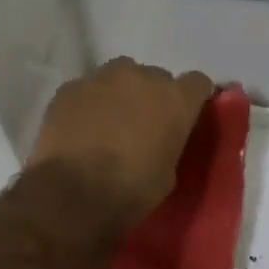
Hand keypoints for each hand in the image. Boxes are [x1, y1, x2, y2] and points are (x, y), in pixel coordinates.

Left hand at [26, 57, 212, 231]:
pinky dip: (87, 103)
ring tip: (107, 122)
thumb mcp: (167, 174)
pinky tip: (79, 128)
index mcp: (175, 99)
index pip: (197, 83)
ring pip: (118, 76)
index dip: (191, 97)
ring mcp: (102, 77)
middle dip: (151, 96)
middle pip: (155, 77)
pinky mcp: (70, 87)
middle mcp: (142, 77)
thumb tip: (158, 139)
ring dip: (118, 93)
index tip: (184, 114)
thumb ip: (168, 143)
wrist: (72, 193)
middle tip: (140, 124)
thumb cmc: (130, 190)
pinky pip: (86, 89)